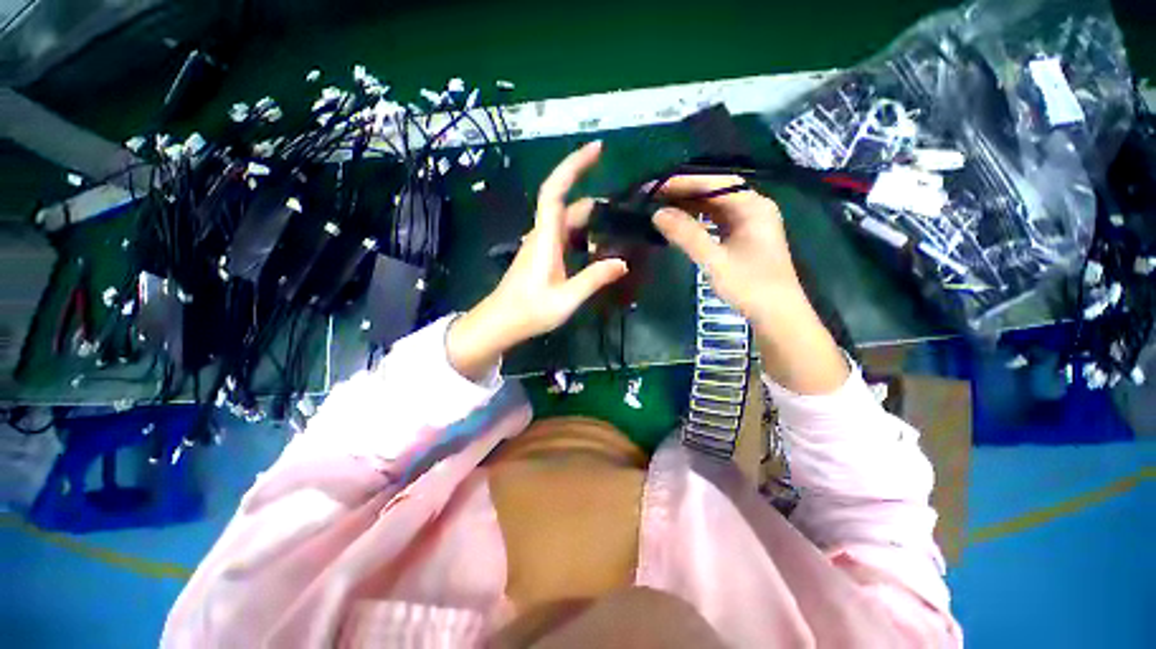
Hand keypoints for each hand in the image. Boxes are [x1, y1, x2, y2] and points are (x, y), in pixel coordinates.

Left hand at [448, 142, 628, 380]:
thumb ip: (594, 279)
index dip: (574, 165)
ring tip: (616, 229)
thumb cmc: (529, 311)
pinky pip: (564, 235)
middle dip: (595, 201)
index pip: (556, 191)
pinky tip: (597, 249)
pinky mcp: (541, 256)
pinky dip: (583, 235)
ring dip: (590, 220)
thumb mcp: (566, 298)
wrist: (500, 323)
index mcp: (545, 238)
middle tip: (624, 210)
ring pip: (566, 221)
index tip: (597, 149)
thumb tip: (622, 263)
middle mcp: (541, 235)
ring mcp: (540, 245)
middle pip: (567, 205)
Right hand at [651, 175, 799, 326]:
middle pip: (715, 191)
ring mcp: (750, 223)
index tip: (655, 187)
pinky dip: (698, 219)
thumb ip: (686, 235)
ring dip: (690, 205)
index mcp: (753, 207)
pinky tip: (681, 222)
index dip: (683, 183)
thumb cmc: (749, 286)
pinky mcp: (744, 237)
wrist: (777, 315)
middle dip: (684, 192)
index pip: (715, 183)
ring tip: (662, 205)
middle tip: (654, 196)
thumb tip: (657, 214)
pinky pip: (717, 220)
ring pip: (715, 206)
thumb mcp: (714, 261)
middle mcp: (753, 208)